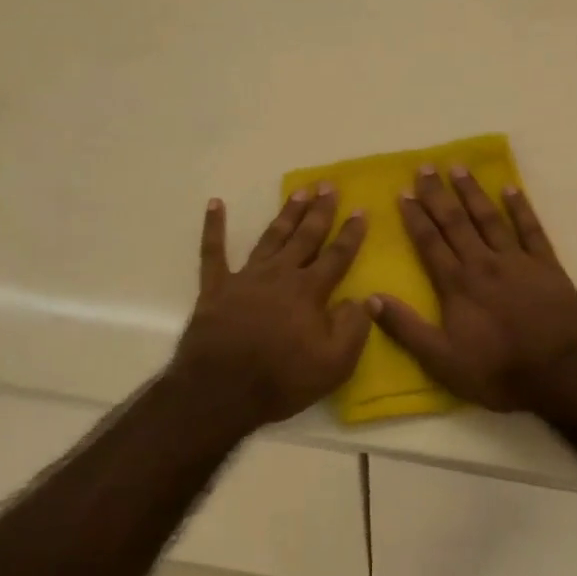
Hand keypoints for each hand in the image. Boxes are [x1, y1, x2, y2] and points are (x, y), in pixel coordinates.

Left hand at [170, 187, 371, 428]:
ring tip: (299, 192)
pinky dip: (214, 227)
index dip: (351, 234)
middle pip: (305, 237)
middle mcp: (280, 274)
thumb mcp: (334, 364)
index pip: (337, 256)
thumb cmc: (282, 379)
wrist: (220, 390)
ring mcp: (246, 277)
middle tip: (328, 185)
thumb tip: (363, 299)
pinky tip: (215, 204)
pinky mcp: (216, 287)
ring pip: (271, 237)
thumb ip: (354, 328)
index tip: (361, 210)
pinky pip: (213, 251)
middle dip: (319, 211)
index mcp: (309, 291)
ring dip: (286, 214)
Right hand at [369, 167, 576, 412]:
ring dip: (472, 192)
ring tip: (458, 167)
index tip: (403, 192)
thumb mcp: (442, 360)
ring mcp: (518, 261)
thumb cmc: (498, 371)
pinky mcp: (547, 265)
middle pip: (456, 222)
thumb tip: (370, 299)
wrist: (562, 374)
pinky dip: (521, 207)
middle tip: (425, 167)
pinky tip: (511, 188)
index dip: (415, 217)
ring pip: (490, 218)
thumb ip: (406, 328)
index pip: (430, 242)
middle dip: (438, 194)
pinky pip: (531, 229)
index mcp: (457, 285)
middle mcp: (484, 263)